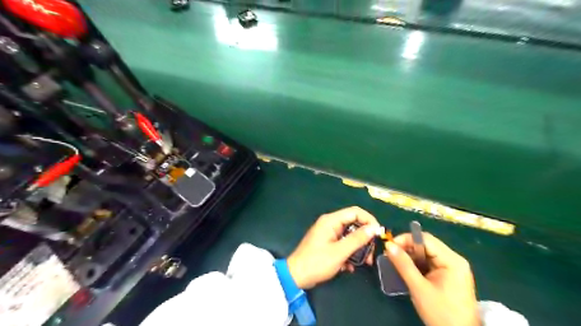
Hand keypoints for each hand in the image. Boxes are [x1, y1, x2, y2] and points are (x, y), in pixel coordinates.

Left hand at [285, 208, 381, 288]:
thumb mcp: (339, 252)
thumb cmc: (317, 262)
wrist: (296, 276)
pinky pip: (343, 243)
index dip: (369, 220)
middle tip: (371, 253)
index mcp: (331, 220)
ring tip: (365, 263)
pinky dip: (349, 253)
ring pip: (350, 235)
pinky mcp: (328, 243)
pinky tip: (349, 267)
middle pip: (354, 224)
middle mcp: (330, 223)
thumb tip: (374, 228)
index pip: (355, 212)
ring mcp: (329, 233)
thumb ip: (357, 239)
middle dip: (365, 238)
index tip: (378, 234)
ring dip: (358, 248)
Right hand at [385, 232, 478, 324]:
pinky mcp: (449, 275)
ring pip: (426, 253)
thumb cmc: (441, 313)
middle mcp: (454, 260)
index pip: (425, 239)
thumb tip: (388, 245)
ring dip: (411, 257)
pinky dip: (417, 264)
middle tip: (390, 255)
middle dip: (407, 248)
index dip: (405, 239)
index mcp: (452, 260)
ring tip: (396, 263)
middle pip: (426, 245)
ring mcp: (453, 268)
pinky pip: (429, 262)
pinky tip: (407, 270)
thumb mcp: (419, 288)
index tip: (389, 247)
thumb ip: (403, 264)